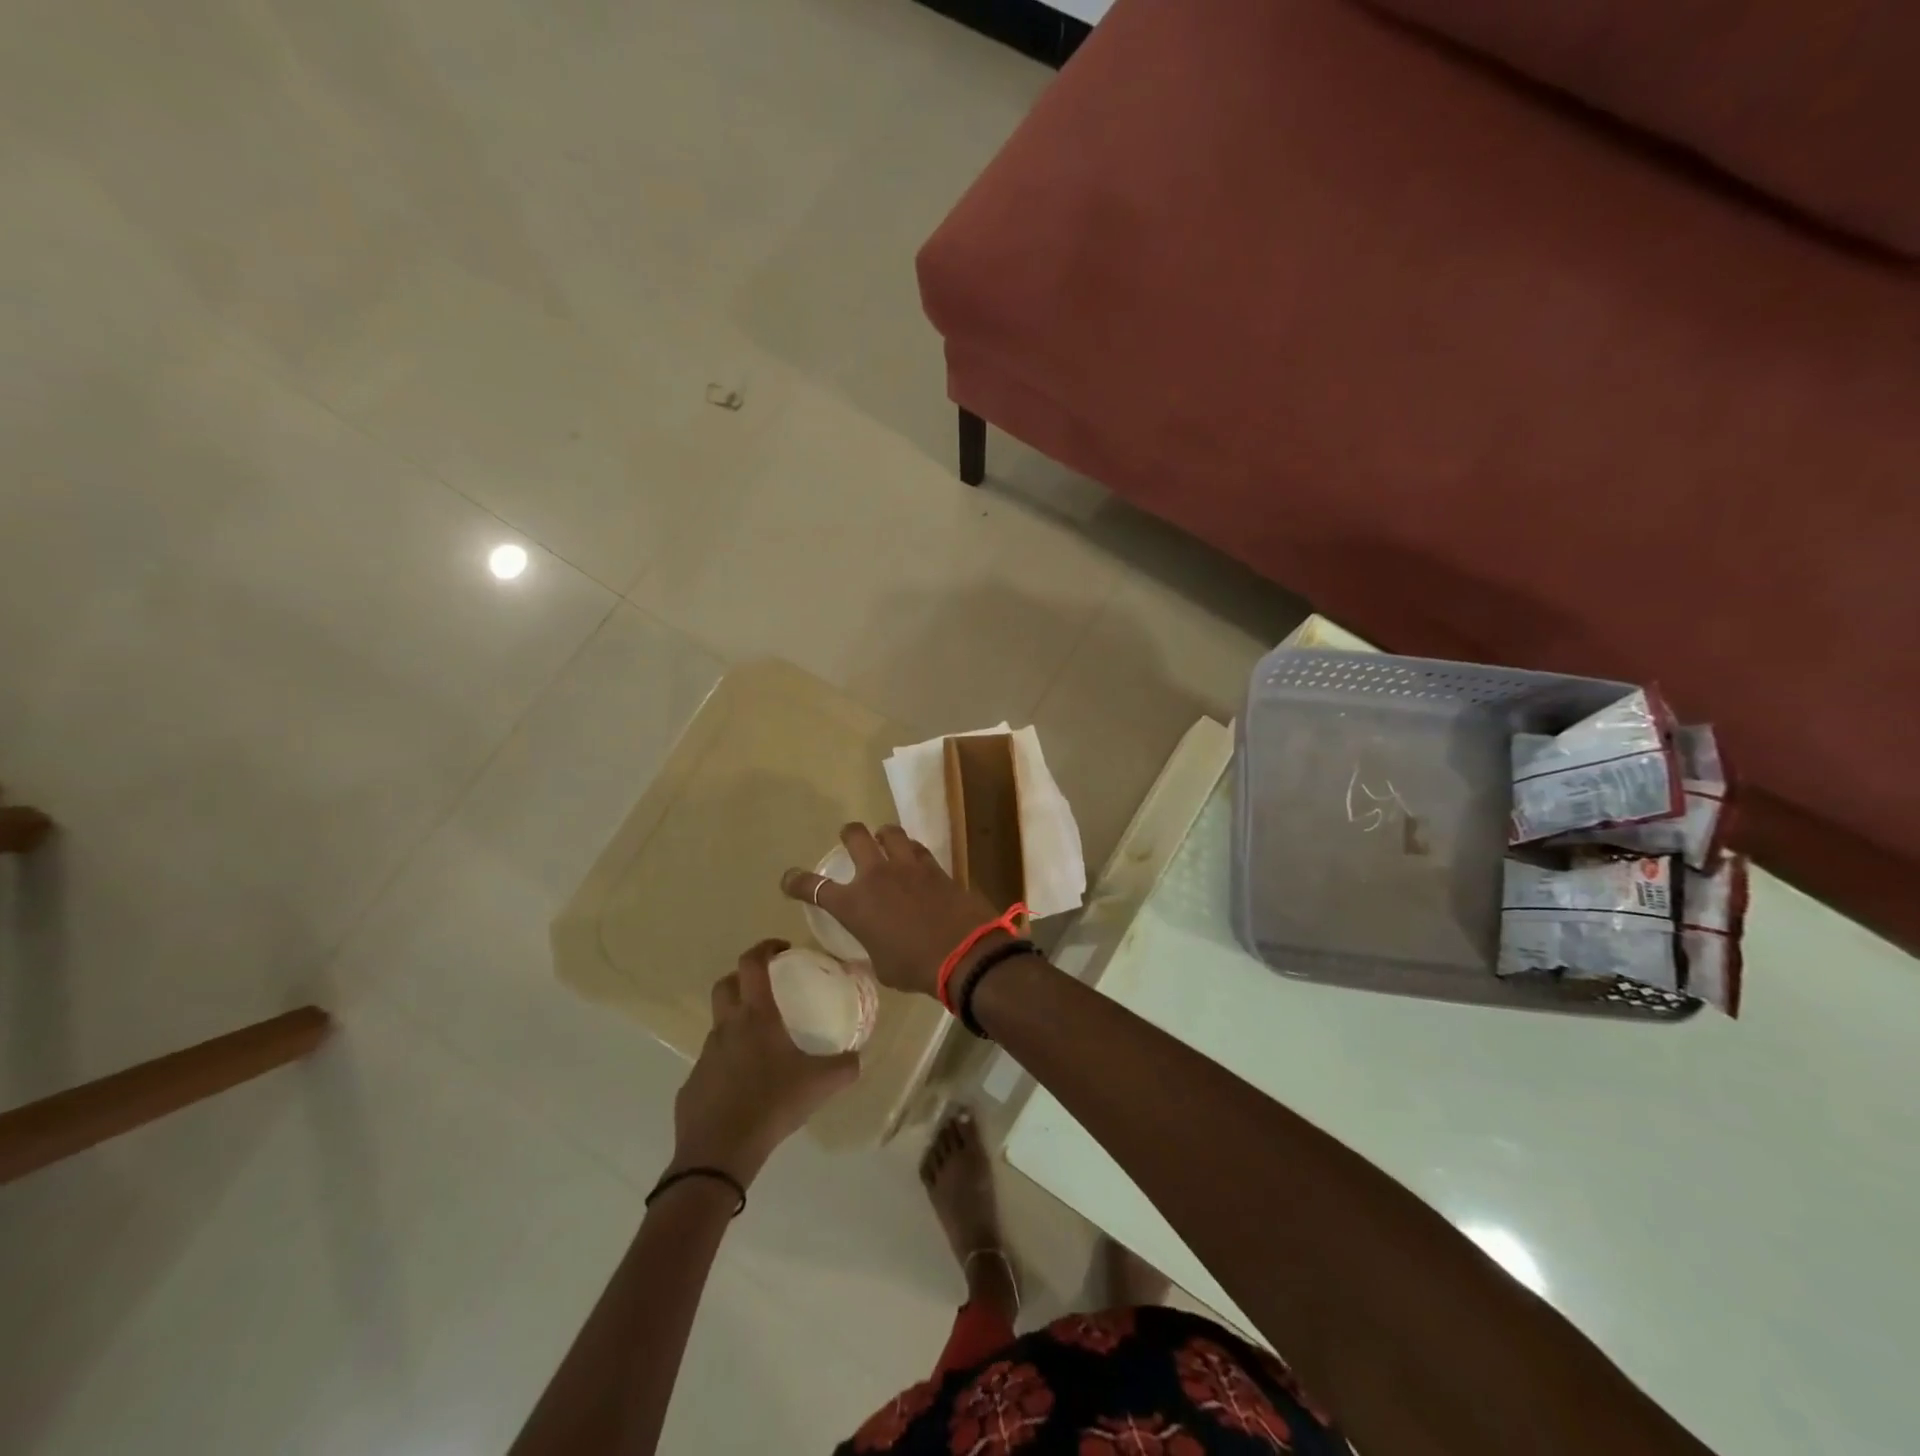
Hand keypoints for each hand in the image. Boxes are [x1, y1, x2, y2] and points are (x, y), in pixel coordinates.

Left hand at [670, 940, 860, 1185]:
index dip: (765, 947)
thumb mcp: (819, 1085)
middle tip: (765, 988)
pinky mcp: (692, 1085)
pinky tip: (745, 1087)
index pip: (752, 964)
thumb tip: (858, 1058)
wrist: (718, 1154)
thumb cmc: (772, 1105)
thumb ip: (844, 1067)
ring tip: (761, 1046)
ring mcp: (705, 1056)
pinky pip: (712, 1064)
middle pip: (726, 985)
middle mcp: (727, 1028)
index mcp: (756, 1017)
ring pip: (719, 1026)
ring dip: (736, 1024)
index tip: (782, 948)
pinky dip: (727, 1064)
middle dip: (743, 978)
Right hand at [782, 823, 1001, 998]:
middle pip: (855, 836)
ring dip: (883, 835)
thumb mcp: (881, 965)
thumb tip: (876, 941)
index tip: (790, 879)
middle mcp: (876, 876)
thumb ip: (871, 945)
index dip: (797, 881)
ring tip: (885, 842)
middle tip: (849, 839)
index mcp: (854, 904)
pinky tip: (914, 859)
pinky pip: (917, 848)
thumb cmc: (915, 968)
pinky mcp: (934, 866)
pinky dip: (911, 850)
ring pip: (889, 832)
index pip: (814, 887)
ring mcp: (907, 866)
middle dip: (848, 834)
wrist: (963, 953)